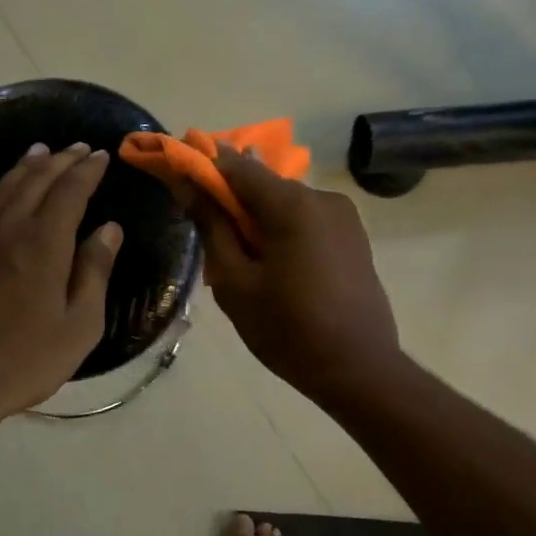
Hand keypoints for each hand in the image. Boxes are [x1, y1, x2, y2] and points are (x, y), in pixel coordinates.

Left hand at [0, 142, 123, 425]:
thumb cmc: (26, 359)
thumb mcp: (80, 325)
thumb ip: (95, 272)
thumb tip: (109, 229)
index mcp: (45, 243)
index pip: (71, 191)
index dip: (88, 170)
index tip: (102, 156)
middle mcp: (9, 228)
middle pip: (36, 181)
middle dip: (60, 160)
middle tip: (78, 148)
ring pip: (2, 188)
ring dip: (25, 167)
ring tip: (40, 152)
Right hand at [189, 146, 400, 403]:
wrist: (358, 369)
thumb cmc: (287, 329)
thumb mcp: (235, 283)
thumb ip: (212, 228)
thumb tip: (189, 187)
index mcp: (293, 205)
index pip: (237, 166)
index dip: (204, 167)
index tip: (177, 177)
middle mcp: (323, 198)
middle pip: (264, 186)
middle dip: (232, 201)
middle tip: (207, 233)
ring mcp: (344, 218)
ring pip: (286, 206)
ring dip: (258, 221)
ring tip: (242, 261)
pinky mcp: (354, 238)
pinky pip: (307, 222)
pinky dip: (283, 232)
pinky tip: (274, 269)